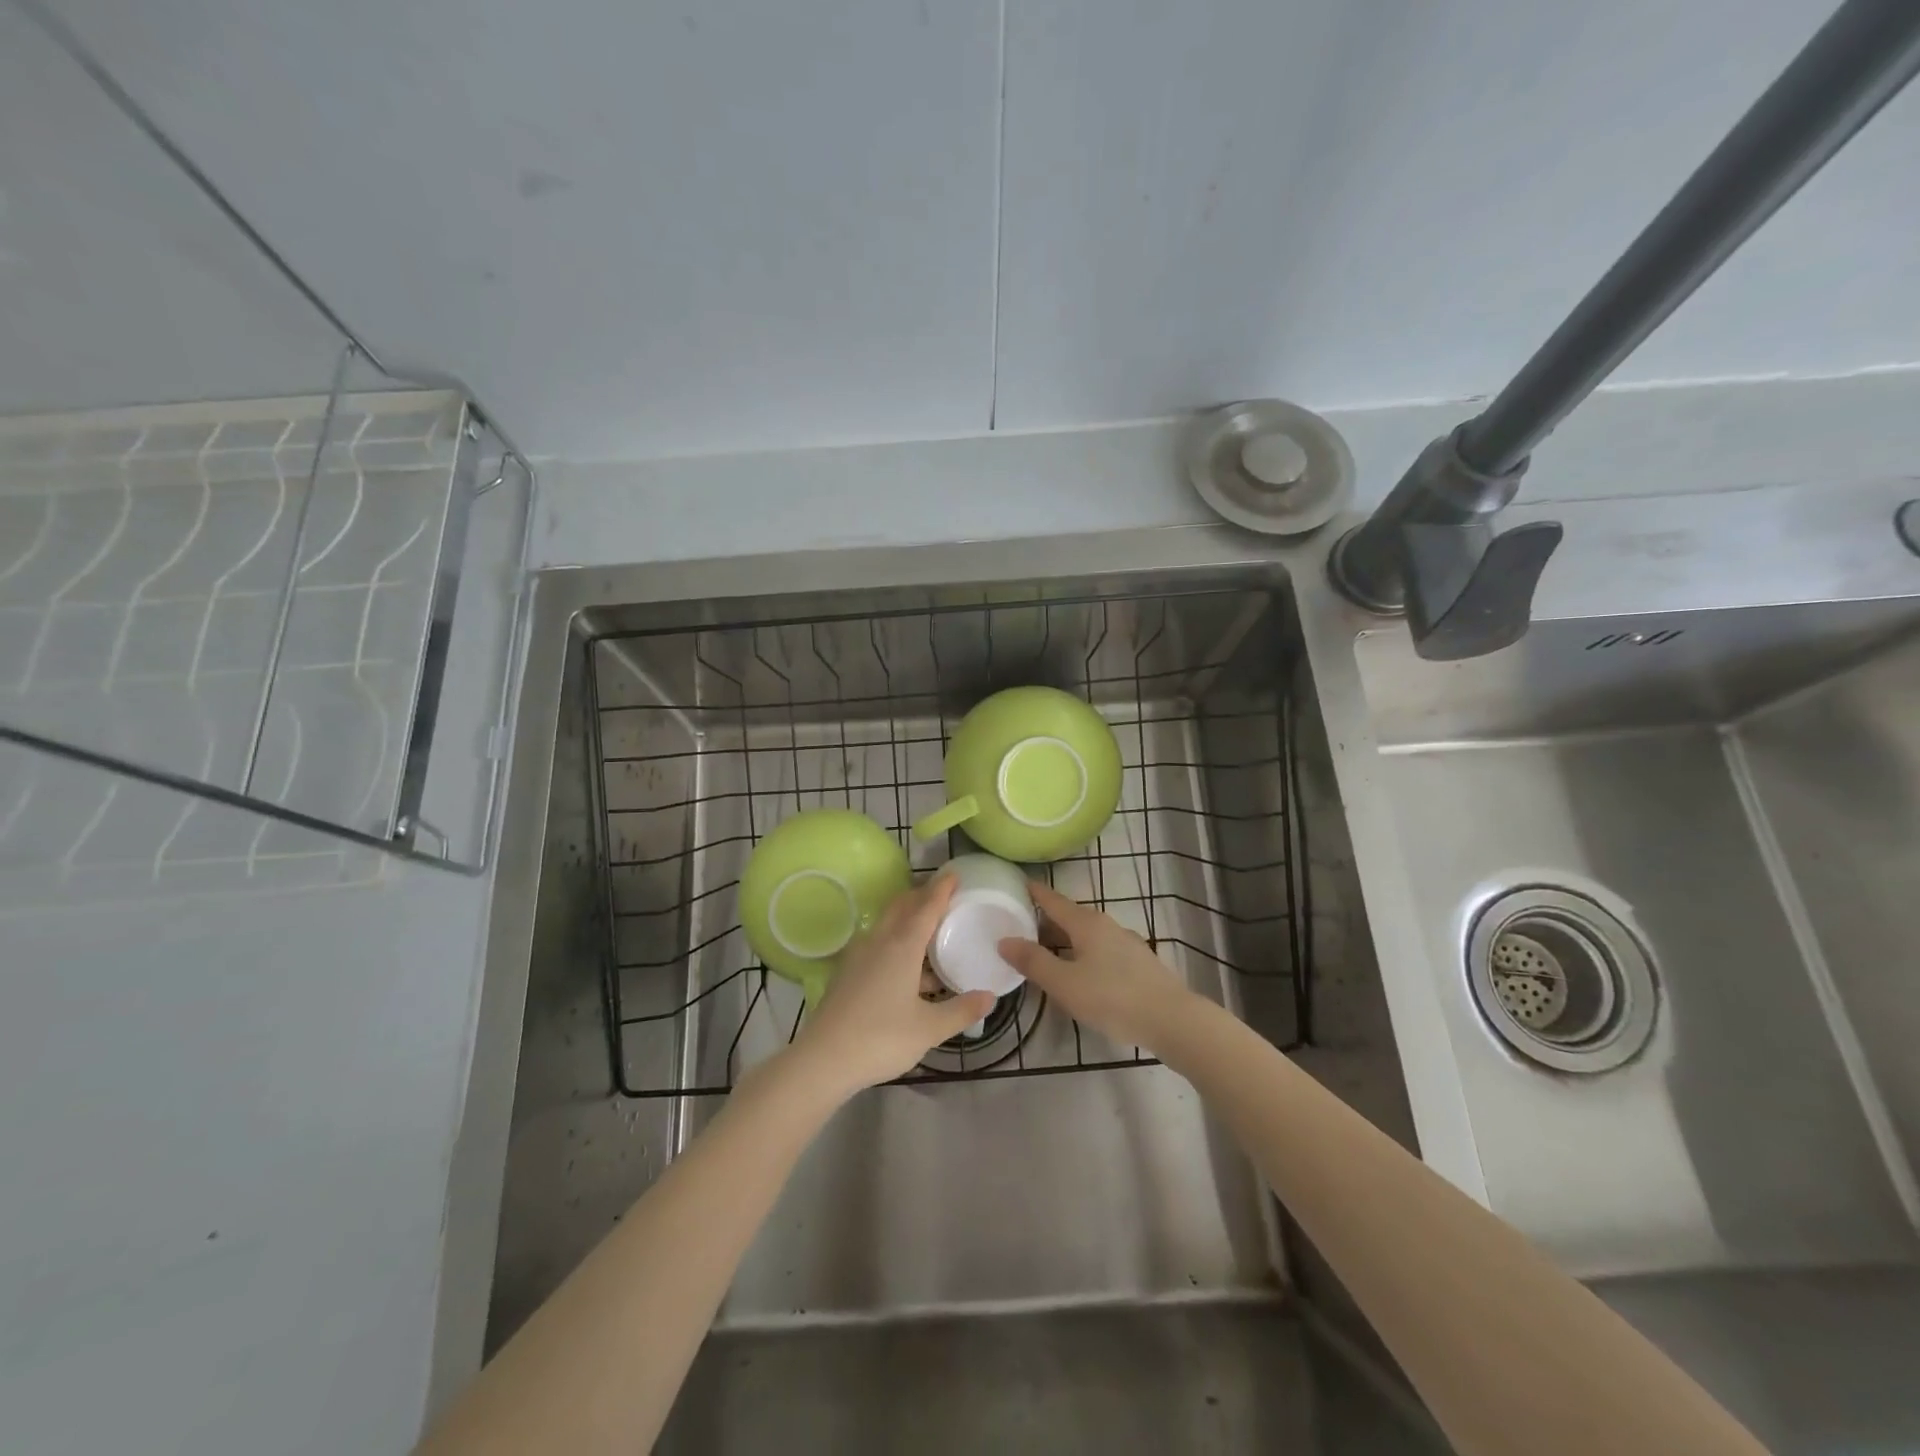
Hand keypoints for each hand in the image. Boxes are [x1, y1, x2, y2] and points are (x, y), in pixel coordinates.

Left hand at [789, 876, 995, 1095]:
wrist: (823, 1059)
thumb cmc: (880, 1038)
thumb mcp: (929, 1028)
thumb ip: (961, 1010)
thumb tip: (990, 997)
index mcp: (902, 946)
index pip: (926, 907)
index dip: (941, 889)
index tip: (954, 874)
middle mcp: (879, 942)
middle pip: (902, 907)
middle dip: (922, 897)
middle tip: (944, 897)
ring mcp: (859, 956)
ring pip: (887, 925)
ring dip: (908, 919)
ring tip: (930, 930)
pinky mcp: (847, 972)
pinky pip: (877, 943)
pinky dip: (896, 940)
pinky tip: (907, 966)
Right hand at [999, 882, 1193, 1051]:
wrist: (1172, 1020)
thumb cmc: (1112, 998)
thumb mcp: (1064, 983)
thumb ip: (1033, 961)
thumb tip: (1004, 940)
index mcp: (1086, 923)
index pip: (1053, 900)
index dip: (1034, 892)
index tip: (1017, 884)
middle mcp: (1107, 925)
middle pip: (1070, 916)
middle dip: (1046, 919)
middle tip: (1020, 924)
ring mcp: (1126, 943)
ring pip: (1087, 934)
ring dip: (1065, 938)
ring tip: (1045, 951)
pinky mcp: (1139, 963)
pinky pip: (1101, 949)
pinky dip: (1083, 953)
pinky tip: (1080, 972)